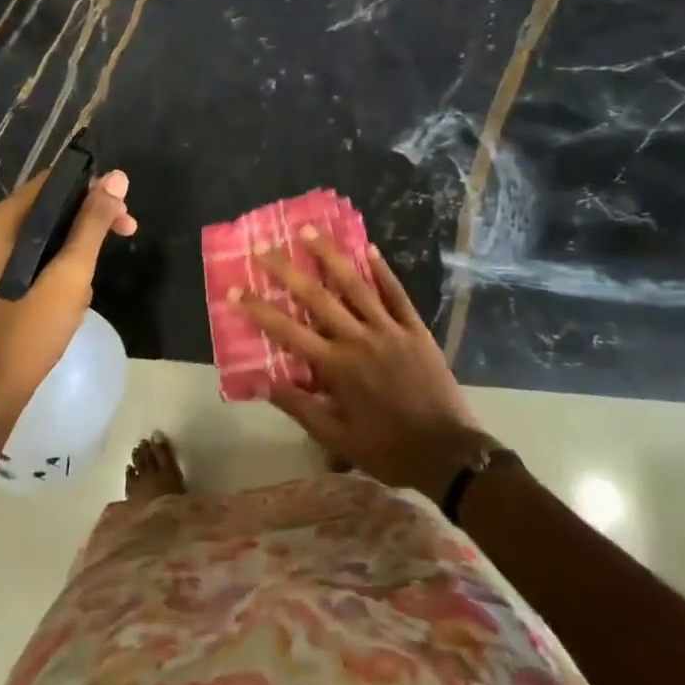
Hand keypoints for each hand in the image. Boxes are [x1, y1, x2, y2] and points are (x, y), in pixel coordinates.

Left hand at [0, 168, 136, 415]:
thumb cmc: (31, 329)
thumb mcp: (71, 274)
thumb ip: (92, 223)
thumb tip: (117, 177)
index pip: (52, 182)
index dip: (93, 189)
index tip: (124, 211)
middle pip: (49, 206)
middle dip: (89, 220)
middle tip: (126, 233)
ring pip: (45, 233)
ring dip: (76, 247)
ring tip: (90, 281)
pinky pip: (33, 254)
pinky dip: (58, 263)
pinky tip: (72, 292)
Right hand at [239, 236, 489, 495]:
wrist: (449, 454)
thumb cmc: (388, 449)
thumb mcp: (338, 438)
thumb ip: (299, 407)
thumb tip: (260, 382)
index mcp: (337, 367)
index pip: (288, 331)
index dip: (259, 310)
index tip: (234, 291)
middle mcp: (358, 339)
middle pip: (316, 296)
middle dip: (286, 270)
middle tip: (263, 246)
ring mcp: (389, 329)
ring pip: (355, 284)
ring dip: (329, 255)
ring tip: (309, 230)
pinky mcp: (415, 329)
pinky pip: (396, 293)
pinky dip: (382, 270)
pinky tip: (369, 249)